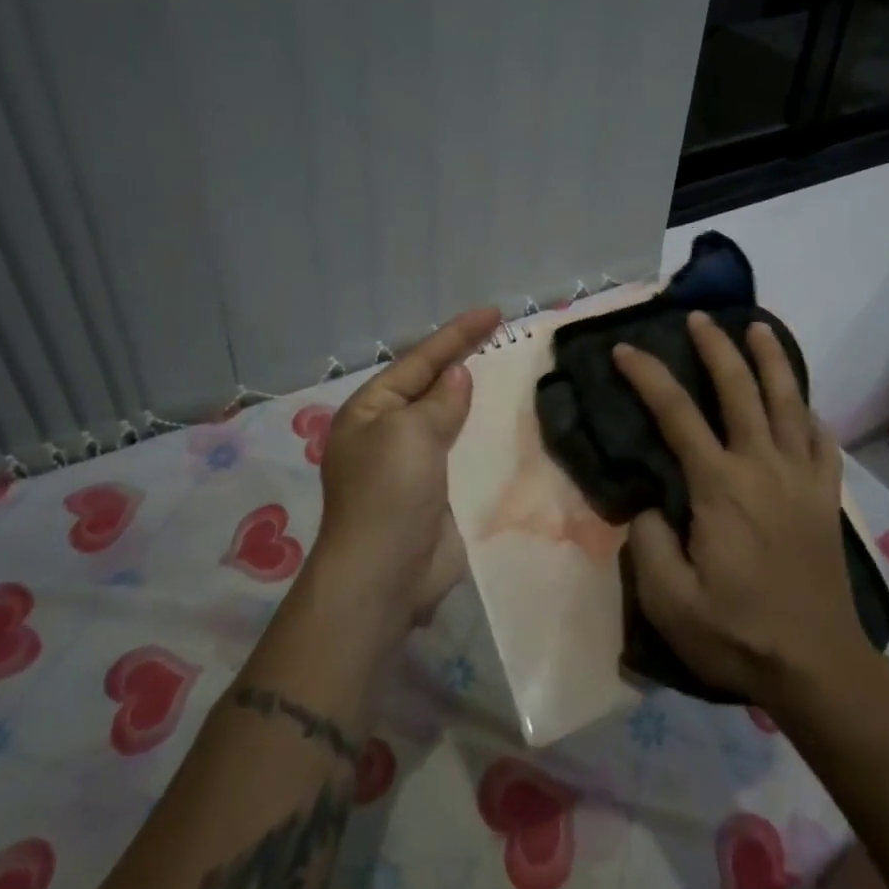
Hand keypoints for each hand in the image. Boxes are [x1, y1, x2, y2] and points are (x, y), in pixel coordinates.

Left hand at [309, 306, 501, 631]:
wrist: (385, 575)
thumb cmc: (388, 492)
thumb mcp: (410, 433)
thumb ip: (439, 401)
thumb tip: (458, 375)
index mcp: (370, 410)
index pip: (419, 361)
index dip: (456, 334)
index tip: (493, 313)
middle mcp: (389, 432)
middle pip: (434, 387)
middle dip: (467, 362)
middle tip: (506, 338)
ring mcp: (415, 464)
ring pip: (453, 420)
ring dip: (481, 400)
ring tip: (517, 374)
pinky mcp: (440, 492)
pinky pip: (466, 453)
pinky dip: (488, 437)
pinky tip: (516, 425)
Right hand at [613, 312, 872, 708]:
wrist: (818, 667)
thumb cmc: (738, 633)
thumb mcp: (670, 602)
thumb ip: (647, 544)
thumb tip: (649, 506)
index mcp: (721, 486)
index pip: (677, 414)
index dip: (648, 376)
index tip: (625, 351)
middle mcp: (763, 467)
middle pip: (740, 389)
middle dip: (717, 347)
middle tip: (698, 318)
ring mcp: (801, 478)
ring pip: (789, 402)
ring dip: (772, 360)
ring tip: (759, 329)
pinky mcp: (825, 497)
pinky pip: (821, 440)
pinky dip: (809, 413)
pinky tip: (802, 405)